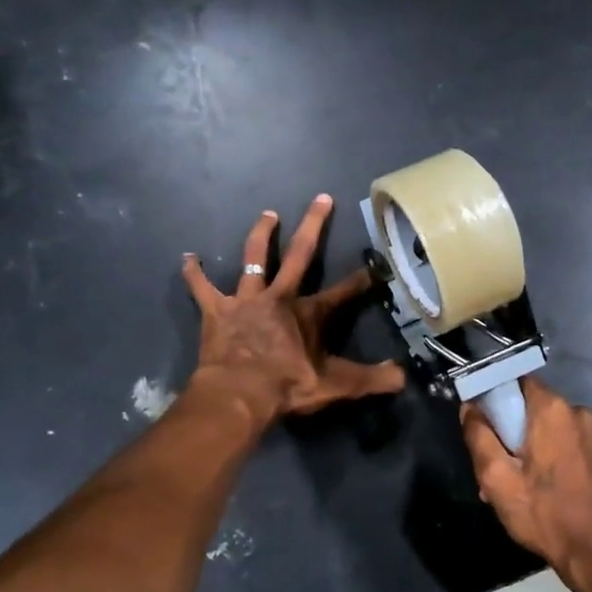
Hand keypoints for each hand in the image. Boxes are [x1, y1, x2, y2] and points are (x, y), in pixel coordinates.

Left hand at [183, 194, 405, 425]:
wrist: (239, 393)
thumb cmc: (288, 386)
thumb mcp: (337, 385)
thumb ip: (371, 379)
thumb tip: (403, 377)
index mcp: (309, 313)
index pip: (342, 292)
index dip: (360, 280)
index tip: (373, 266)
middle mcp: (280, 297)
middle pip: (300, 254)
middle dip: (314, 225)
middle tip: (322, 198)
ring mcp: (246, 300)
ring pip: (254, 259)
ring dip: (262, 235)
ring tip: (268, 214)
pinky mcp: (216, 311)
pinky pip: (202, 287)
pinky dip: (194, 273)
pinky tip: (188, 257)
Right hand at [461, 378, 591, 591]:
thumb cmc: (543, 513)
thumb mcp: (497, 478)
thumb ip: (479, 436)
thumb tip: (470, 408)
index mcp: (552, 409)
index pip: (514, 381)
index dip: (492, 399)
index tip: (479, 425)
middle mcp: (576, 411)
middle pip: (528, 406)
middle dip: (507, 430)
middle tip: (491, 465)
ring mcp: (591, 431)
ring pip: (543, 426)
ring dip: (524, 447)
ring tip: (510, 484)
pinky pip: (560, 441)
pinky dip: (544, 456)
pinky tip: (534, 487)